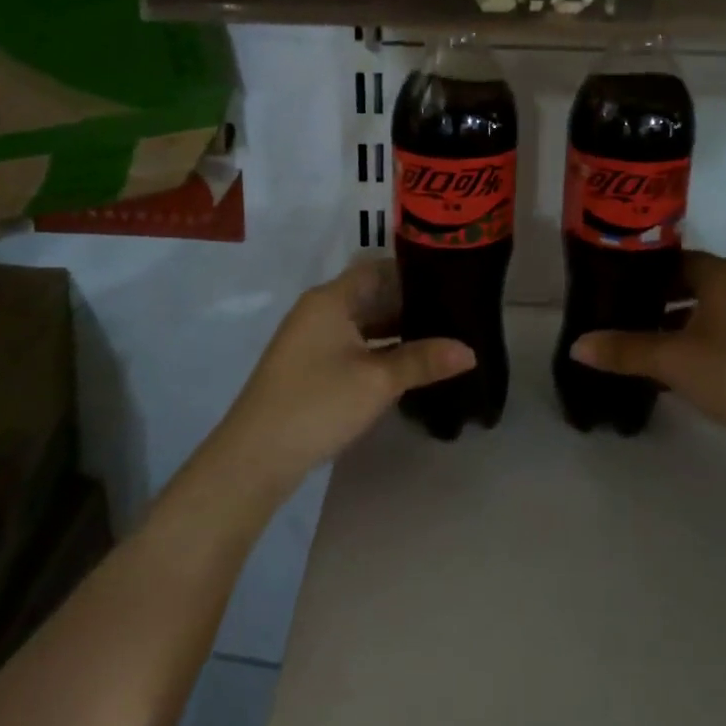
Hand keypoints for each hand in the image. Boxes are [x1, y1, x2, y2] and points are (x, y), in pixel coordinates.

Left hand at [212, 259, 473, 497]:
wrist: (255, 457)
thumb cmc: (317, 404)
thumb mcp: (377, 381)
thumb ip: (423, 360)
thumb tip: (470, 350)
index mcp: (331, 299)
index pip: (378, 268)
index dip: (414, 272)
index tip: (451, 281)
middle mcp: (320, 310)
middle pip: (372, 294)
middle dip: (411, 304)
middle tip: (456, 313)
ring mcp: (312, 339)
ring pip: (364, 323)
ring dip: (397, 330)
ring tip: (442, 337)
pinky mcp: (311, 366)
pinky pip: (354, 345)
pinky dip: (381, 349)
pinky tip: (409, 363)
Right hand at [570, 251, 725, 462]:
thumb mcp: (673, 359)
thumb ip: (624, 350)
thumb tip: (577, 346)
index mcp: (723, 274)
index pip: (672, 259)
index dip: (639, 272)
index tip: (609, 287)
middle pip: (688, 284)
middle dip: (653, 301)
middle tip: (615, 316)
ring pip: (705, 312)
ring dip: (674, 325)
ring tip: (637, 344)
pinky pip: (722, 335)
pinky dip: (696, 343)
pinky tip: (673, 369)